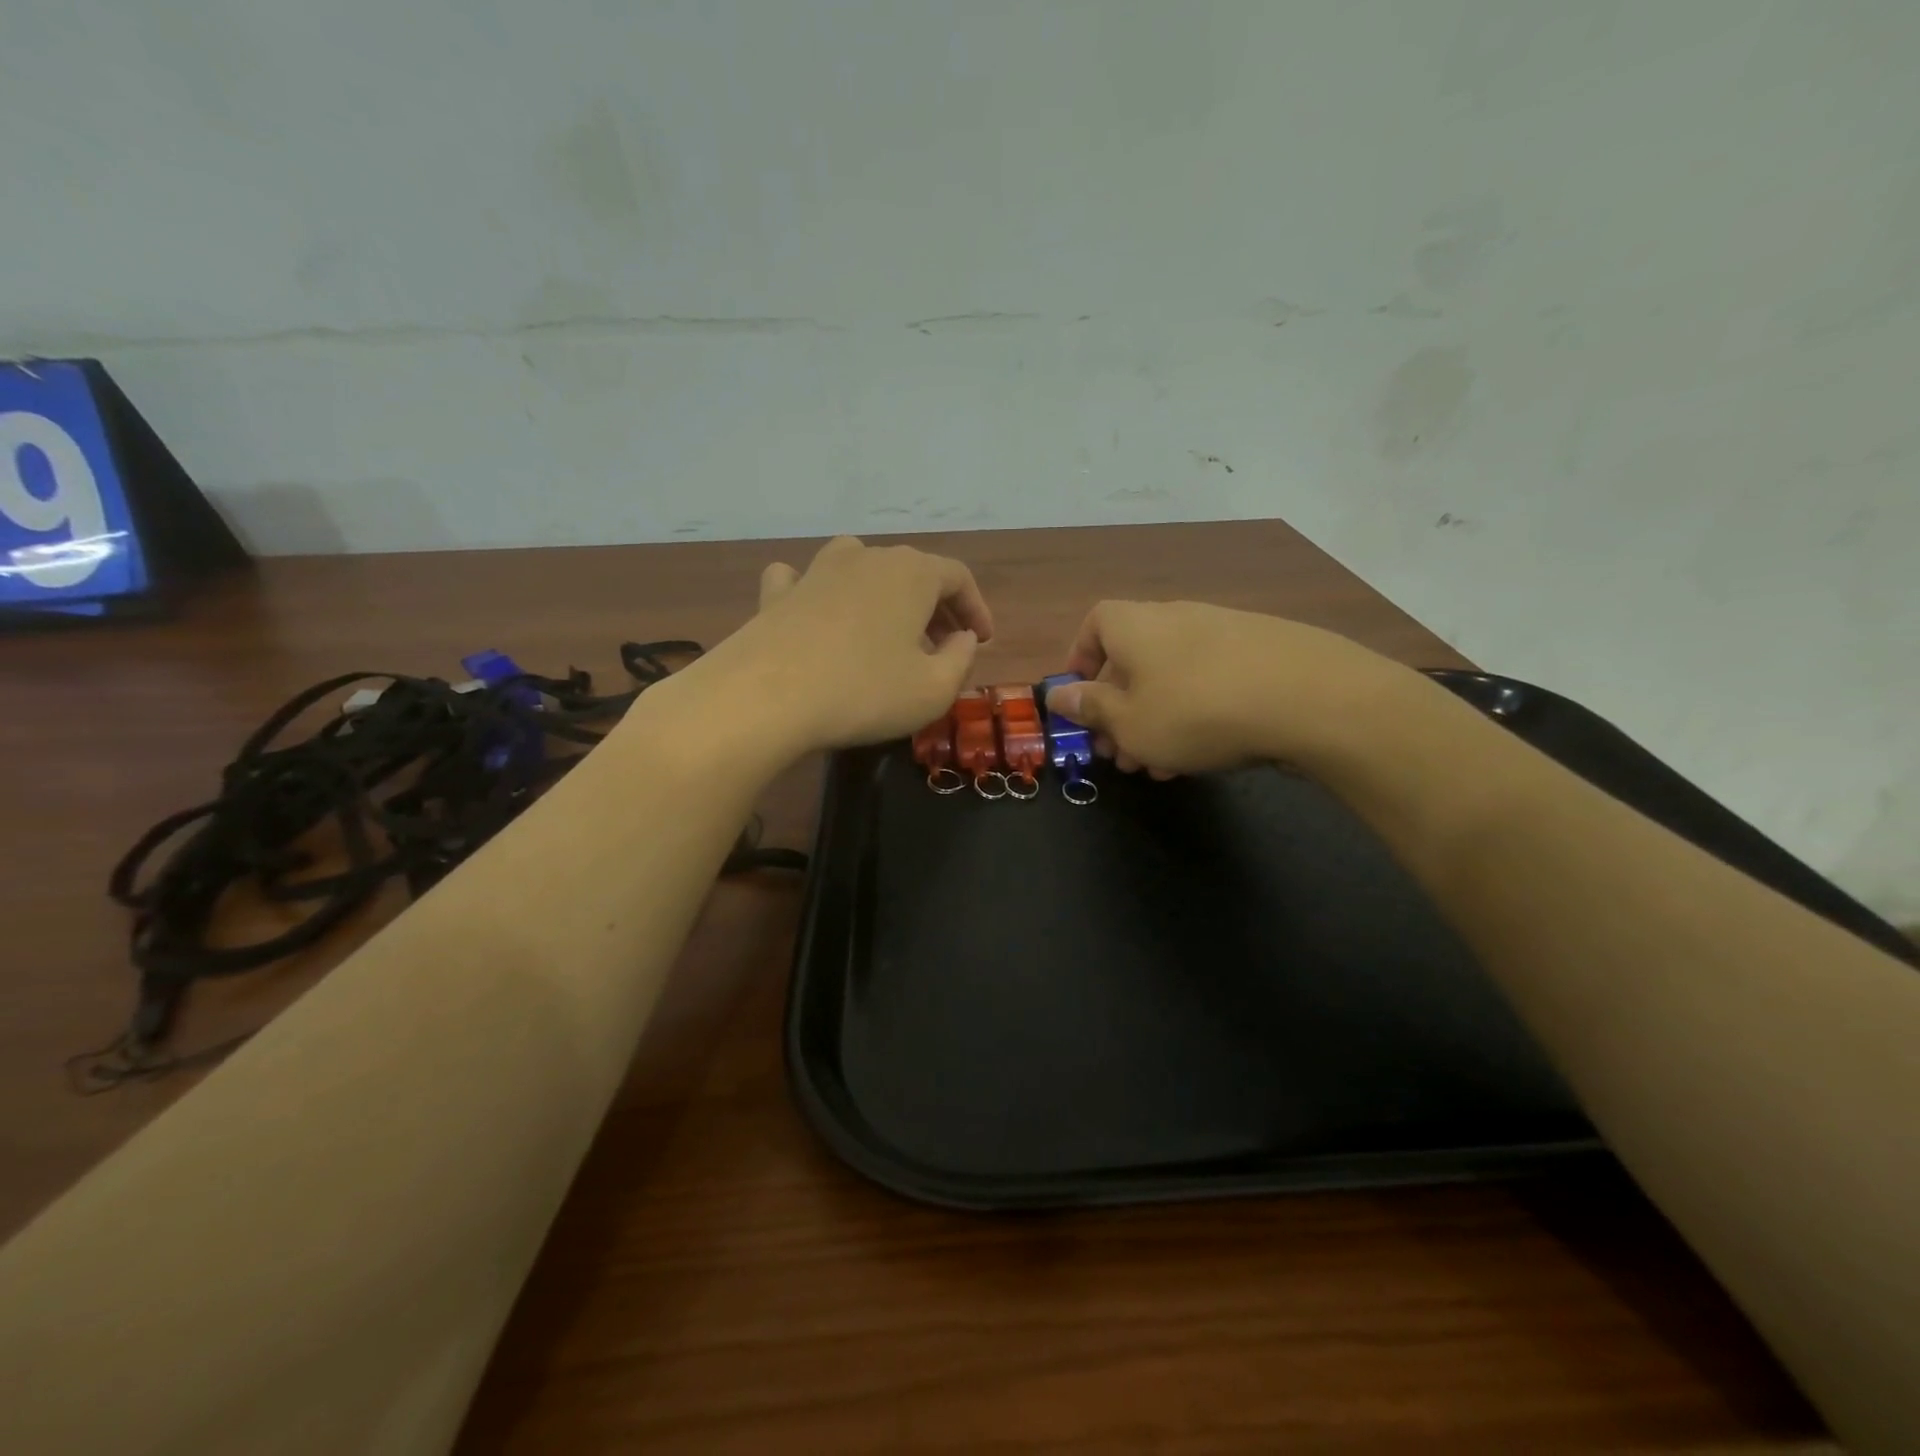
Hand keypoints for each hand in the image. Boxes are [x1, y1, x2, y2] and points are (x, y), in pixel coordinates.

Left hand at [702, 536, 991, 754]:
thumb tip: (963, 638)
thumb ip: (961, 659)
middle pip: (913, 572)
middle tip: (945, 645)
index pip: (958, 577)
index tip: (983, 640)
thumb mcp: (934, 690)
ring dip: (884, 596)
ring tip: (889, 631)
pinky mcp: (777, 594)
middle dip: (935, 607)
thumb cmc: (865, 692)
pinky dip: (819, 592)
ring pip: (862, 568)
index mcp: (912, 573)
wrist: (766, 697)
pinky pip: (805, 580)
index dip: (976, 608)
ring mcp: (816, 571)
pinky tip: (817, 609)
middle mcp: (866, 558)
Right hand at [1046, 600, 1411, 776]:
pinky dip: (1197, 712)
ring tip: (1159, 764)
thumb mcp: (1129, 722)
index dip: (1081, 659)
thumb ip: (1090, 708)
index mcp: (1136, 626)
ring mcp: (1225, 631)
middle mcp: (1177, 617)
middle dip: (1119, 709)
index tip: (1080, 699)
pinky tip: (1205, 753)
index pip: (1095, 624)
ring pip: (1173, 677)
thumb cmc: (1196, 711)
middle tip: (1118, 753)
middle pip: (1134, 659)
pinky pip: (1211, 681)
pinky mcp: (1264, 651)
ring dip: (1157, 719)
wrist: (1311, 699)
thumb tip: (1057, 693)